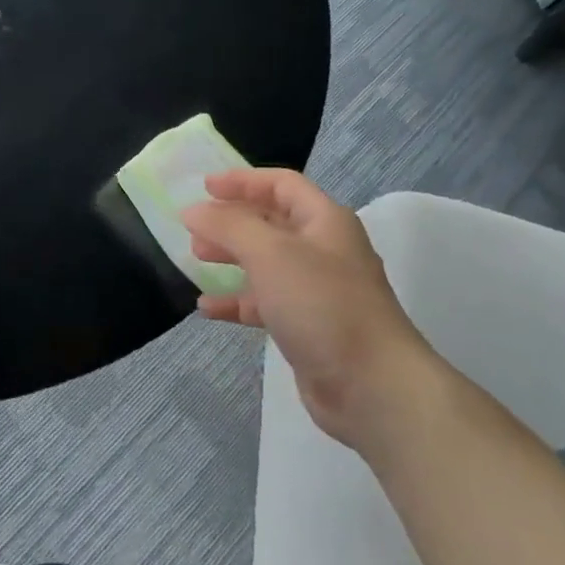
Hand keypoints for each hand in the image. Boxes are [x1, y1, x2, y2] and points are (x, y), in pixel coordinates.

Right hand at [183, 169, 443, 455]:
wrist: (371, 384)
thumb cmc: (321, 304)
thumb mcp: (270, 253)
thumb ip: (228, 226)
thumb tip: (193, 210)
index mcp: (324, 222)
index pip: (282, 185)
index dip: (243, 181)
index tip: (204, 187)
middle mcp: (323, 250)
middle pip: (271, 222)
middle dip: (232, 220)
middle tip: (195, 228)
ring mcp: (316, 290)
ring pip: (265, 262)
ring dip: (231, 257)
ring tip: (196, 259)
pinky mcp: (307, 325)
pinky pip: (264, 303)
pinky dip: (236, 301)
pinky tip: (207, 308)